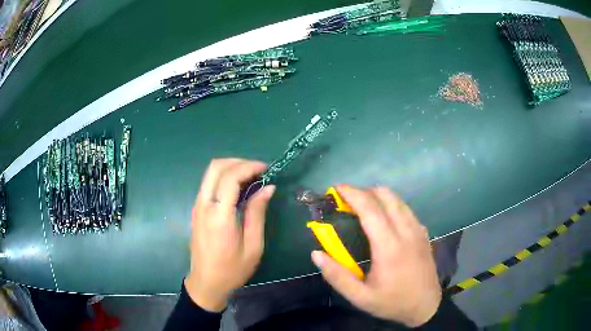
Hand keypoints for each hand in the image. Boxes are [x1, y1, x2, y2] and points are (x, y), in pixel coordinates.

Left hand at [185, 159, 274, 311]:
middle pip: (215, 167)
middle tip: (258, 170)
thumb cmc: (232, 269)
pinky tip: (239, 188)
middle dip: (238, 162)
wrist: (206, 282)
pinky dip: (224, 178)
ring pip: (210, 173)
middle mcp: (204, 205)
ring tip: (251, 177)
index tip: (267, 169)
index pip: (230, 178)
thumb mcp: (253, 246)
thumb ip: (257, 213)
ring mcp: (197, 206)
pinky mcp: (197, 210)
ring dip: (231, 168)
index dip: (249, 167)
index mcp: (219, 216)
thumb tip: (268, 188)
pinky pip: (209, 184)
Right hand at [311, 186, 440, 326]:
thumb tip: (316, 254)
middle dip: (363, 191)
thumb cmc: (392, 302)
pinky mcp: (423, 232)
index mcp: (389, 247)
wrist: (426, 306)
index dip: (352, 194)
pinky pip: (405, 208)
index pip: (370, 209)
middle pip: (385, 196)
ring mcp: (418, 229)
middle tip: (345, 201)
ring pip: (397, 199)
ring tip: (361, 208)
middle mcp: (406, 231)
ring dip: (377, 196)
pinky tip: (382, 220)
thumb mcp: (360, 297)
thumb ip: (337, 276)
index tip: (336, 189)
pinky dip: (390, 205)